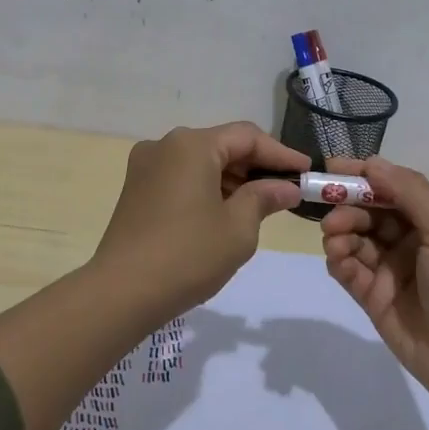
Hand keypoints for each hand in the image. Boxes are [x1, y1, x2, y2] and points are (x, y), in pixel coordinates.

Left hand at [91, 122, 306, 319]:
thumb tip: (286, 187)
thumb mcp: (238, 228)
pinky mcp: (136, 188)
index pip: (247, 137)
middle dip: (256, 166)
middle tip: (288, 189)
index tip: (307, 171)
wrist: (121, 292)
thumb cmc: (188, 255)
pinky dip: (208, 187)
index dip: (281, 153)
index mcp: (192, 145)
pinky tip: (226, 210)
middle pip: (222, 145)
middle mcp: (166, 145)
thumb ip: (265, 198)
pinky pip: (181, 176)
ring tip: (262, 203)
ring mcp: (146, 166)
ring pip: (201, 161)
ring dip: (232, 178)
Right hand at [320, 156, 428, 408]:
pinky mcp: (374, 299)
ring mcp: (390, 271)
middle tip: (330, 210)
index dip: (364, 176)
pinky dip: (339, 260)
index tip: (332, 167)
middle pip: (368, 212)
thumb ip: (409, 193)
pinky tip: (338, 258)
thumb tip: (372, 162)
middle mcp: (409, 241)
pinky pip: (348, 271)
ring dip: (340, 232)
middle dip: (347, 206)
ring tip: (334, 237)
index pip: (391, 188)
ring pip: (354, 239)